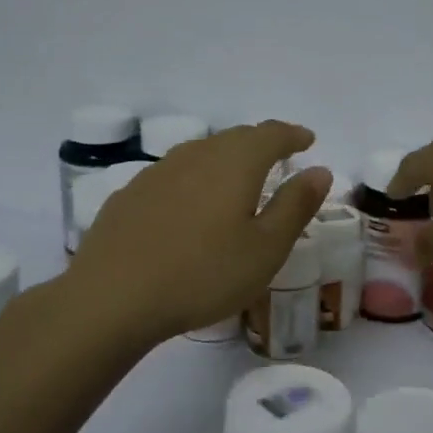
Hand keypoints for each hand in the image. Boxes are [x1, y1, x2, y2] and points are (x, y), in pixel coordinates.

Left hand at [72, 121, 331, 340]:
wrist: (112, 298)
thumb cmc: (203, 275)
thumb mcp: (265, 248)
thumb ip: (295, 205)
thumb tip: (320, 170)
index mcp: (235, 163)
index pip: (271, 134)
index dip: (292, 135)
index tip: (307, 140)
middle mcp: (196, 156)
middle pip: (234, 138)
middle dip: (261, 143)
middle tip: (278, 158)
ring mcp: (157, 173)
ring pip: (201, 153)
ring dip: (225, 159)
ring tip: (237, 179)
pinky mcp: (130, 195)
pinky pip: (174, 174)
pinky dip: (194, 179)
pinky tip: (190, 205)